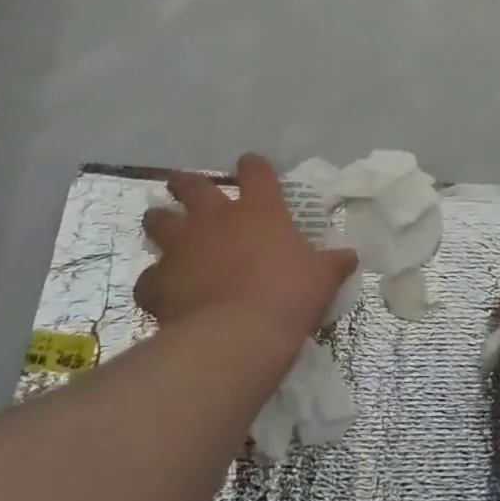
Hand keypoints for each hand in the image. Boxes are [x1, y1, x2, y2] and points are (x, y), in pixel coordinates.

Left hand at [136, 154, 356, 347]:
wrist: (237, 336)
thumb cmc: (288, 296)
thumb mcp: (322, 278)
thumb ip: (333, 263)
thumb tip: (351, 256)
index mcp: (259, 210)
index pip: (256, 172)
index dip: (252, 166)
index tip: (250, 165)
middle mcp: (216, 219)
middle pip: (194, 187)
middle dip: (187, 183)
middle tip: (183, 184)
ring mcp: (183, 247)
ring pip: (159, 222)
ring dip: (159, 221)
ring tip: (159, 223)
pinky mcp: (159, 282)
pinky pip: (148, 277)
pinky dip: (153, 282)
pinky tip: (158, 291)